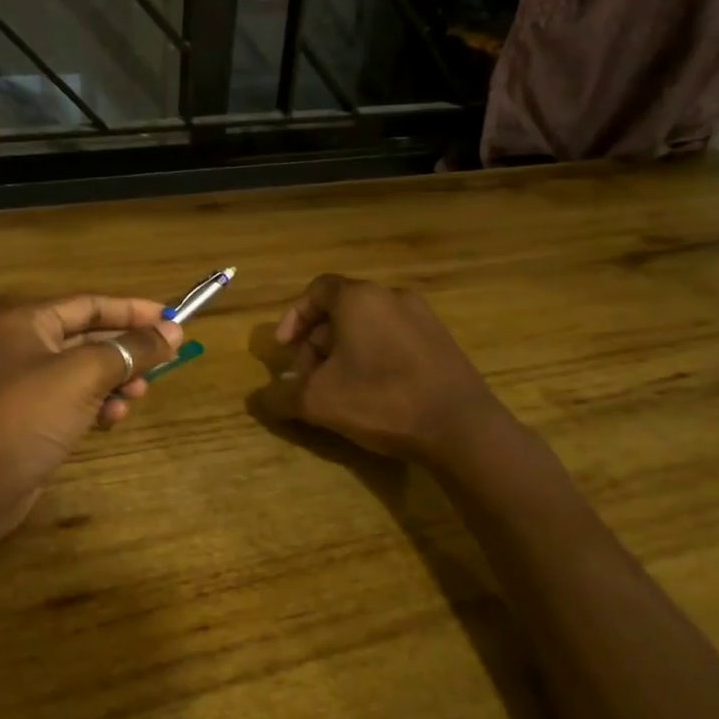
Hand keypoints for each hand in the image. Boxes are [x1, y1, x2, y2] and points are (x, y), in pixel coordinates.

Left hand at [0, 294, 182, 558]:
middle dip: (127, 352)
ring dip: (116, 381)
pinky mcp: (32, 420)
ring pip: (86, 373)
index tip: (174, 319)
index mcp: (28, 325)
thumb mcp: (85, 375)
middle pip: (90, 338)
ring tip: (136, 396)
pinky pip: (75, 402)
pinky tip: (111, 421)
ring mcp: (27, 387)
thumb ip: (131, 349)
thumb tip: (173, 330)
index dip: (134, 310)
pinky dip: (98, 406)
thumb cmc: (29, 416)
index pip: (90, 305)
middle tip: (163, 365)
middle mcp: (25, 349)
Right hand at [258, 274, 511, 464]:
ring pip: (368, 327)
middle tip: (308, 380)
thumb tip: (258, 399)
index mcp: (359, 299)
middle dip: (316, 344)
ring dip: (343, 353)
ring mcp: (423, 317)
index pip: (316, 290)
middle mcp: (392, 297)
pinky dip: (373, 357)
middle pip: (341, 311)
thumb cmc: (380, 400)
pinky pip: (394, 339)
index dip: (293, 318)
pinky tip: (373, 393)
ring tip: (338, 390)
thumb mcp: (318, 402)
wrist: (461, 427)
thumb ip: (280, 396)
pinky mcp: (442, 342)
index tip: (284, 350)